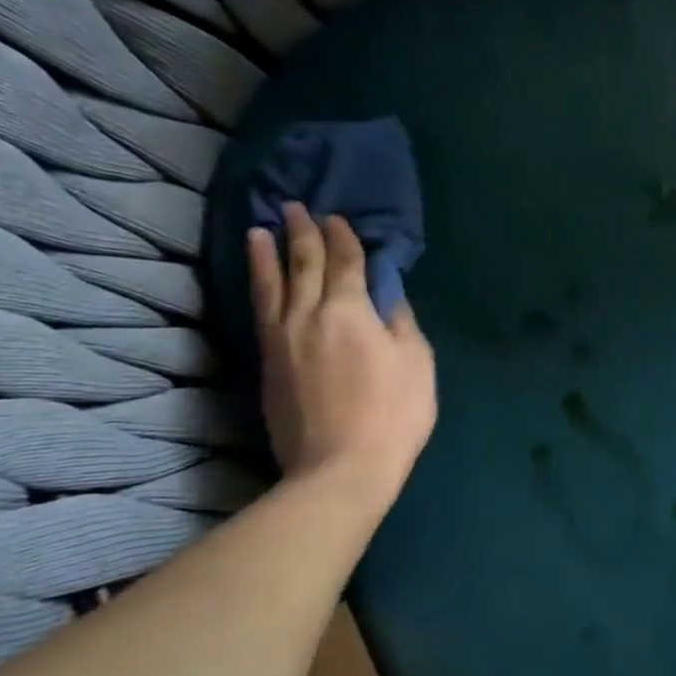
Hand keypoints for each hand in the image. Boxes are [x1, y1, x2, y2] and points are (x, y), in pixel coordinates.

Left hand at [247, 204, 436, 501]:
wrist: (340, 468)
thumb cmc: (393, 412)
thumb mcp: (416, 362)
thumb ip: (400, 322)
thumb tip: (387, 295)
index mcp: (350, 311)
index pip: (345, 262)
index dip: (343, 237)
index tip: (337, 217)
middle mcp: (308, 315)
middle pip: (303, 264)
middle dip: (302, 233)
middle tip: (296, 207)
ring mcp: (281, 340)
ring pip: (271, 285)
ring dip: (267, 253)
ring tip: (261, 230)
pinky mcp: (266, 365)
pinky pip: (260, 312)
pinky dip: (258, 287)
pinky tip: (259, 280)